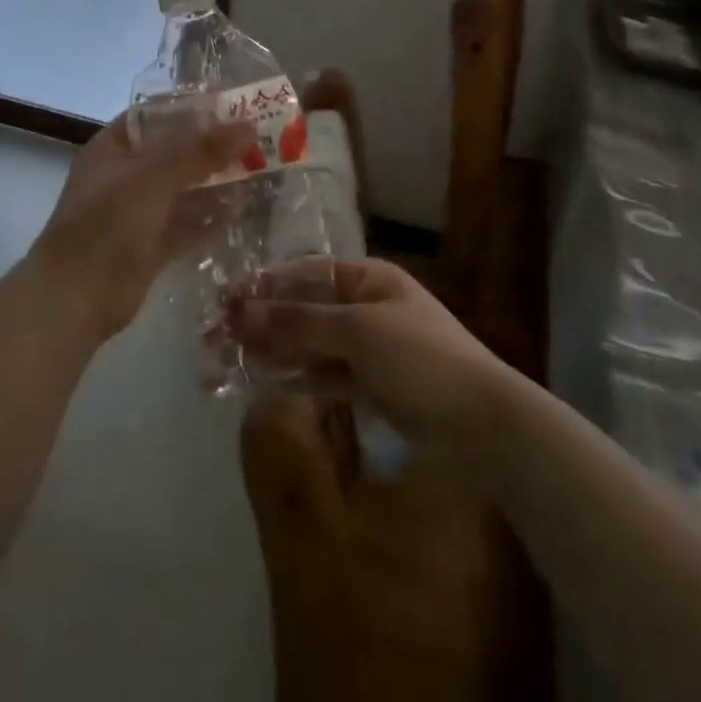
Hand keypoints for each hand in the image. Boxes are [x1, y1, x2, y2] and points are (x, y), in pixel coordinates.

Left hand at [26, 113, 255, 343]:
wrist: (72, 301)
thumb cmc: (105, 226)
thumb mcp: (152, 179)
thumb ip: (199, 151)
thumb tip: (247, 125)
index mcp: (115, 147)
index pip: (159, 114)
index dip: (195, 108)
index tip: (238, 105)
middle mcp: (127, 174)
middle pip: (177, 151)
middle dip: (214, 146)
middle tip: (262, 137)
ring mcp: (139, 212)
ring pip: (185, 188)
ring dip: (218, 180)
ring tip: (262, 169)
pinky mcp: (152, 245)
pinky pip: (188, 223)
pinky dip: (212, 217)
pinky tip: (245, 208)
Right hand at [234, 257, 519, 451]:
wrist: (485, 426)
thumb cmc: (422, 359)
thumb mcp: (358, 332)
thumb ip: (298, 322)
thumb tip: (241, 310)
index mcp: (368, 279)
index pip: (305, 275)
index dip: (264, 286)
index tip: (225, 299)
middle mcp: (365, 307)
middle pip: (304, 310)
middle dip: (262, 322)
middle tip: (215, 336)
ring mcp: (368, 348)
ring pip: (310, 344)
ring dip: (273, 351)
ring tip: (228, 360)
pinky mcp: (371, 386)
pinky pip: (324, 375)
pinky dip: (297, 377)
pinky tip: (263, 382)